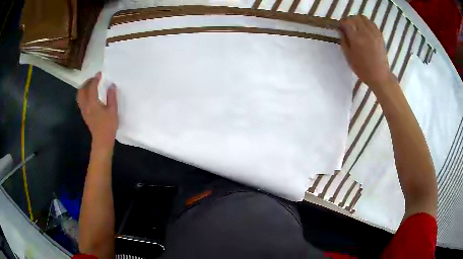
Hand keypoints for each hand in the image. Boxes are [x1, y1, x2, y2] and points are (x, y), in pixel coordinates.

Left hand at [77, 72, 117, 150]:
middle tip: (94, 79)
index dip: (95, 79)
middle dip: (87, 82)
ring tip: (91, 85)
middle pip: (82, 90)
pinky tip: (89, 95)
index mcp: (92, 103)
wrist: (102, 140)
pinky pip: (80, 100)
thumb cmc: (108, 126)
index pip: (92, 87)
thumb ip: (112, 97)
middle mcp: (85, 105)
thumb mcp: (113, 110)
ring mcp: (83, 110)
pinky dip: (83, 94)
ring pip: (79, 95)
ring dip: (84, 88)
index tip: (100, 74)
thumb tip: (112, 85)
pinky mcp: (84, 114)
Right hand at [339, 15, 394, 88]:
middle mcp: (365, 33)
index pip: (346, 22)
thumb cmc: (362, 69)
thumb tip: (341, 30)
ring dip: (358, 20)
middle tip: (348, 27)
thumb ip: (344, 41)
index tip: (340, 28)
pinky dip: (366, 23)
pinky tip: (365, 30)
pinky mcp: (379, 36)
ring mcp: (374, 33)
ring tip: (357, 28)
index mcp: (356, 38)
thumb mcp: (348, 56)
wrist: (379, 76)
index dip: (342, 23)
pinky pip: (371, 23)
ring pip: (363, 18)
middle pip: (355, 18)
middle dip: (349, 20)